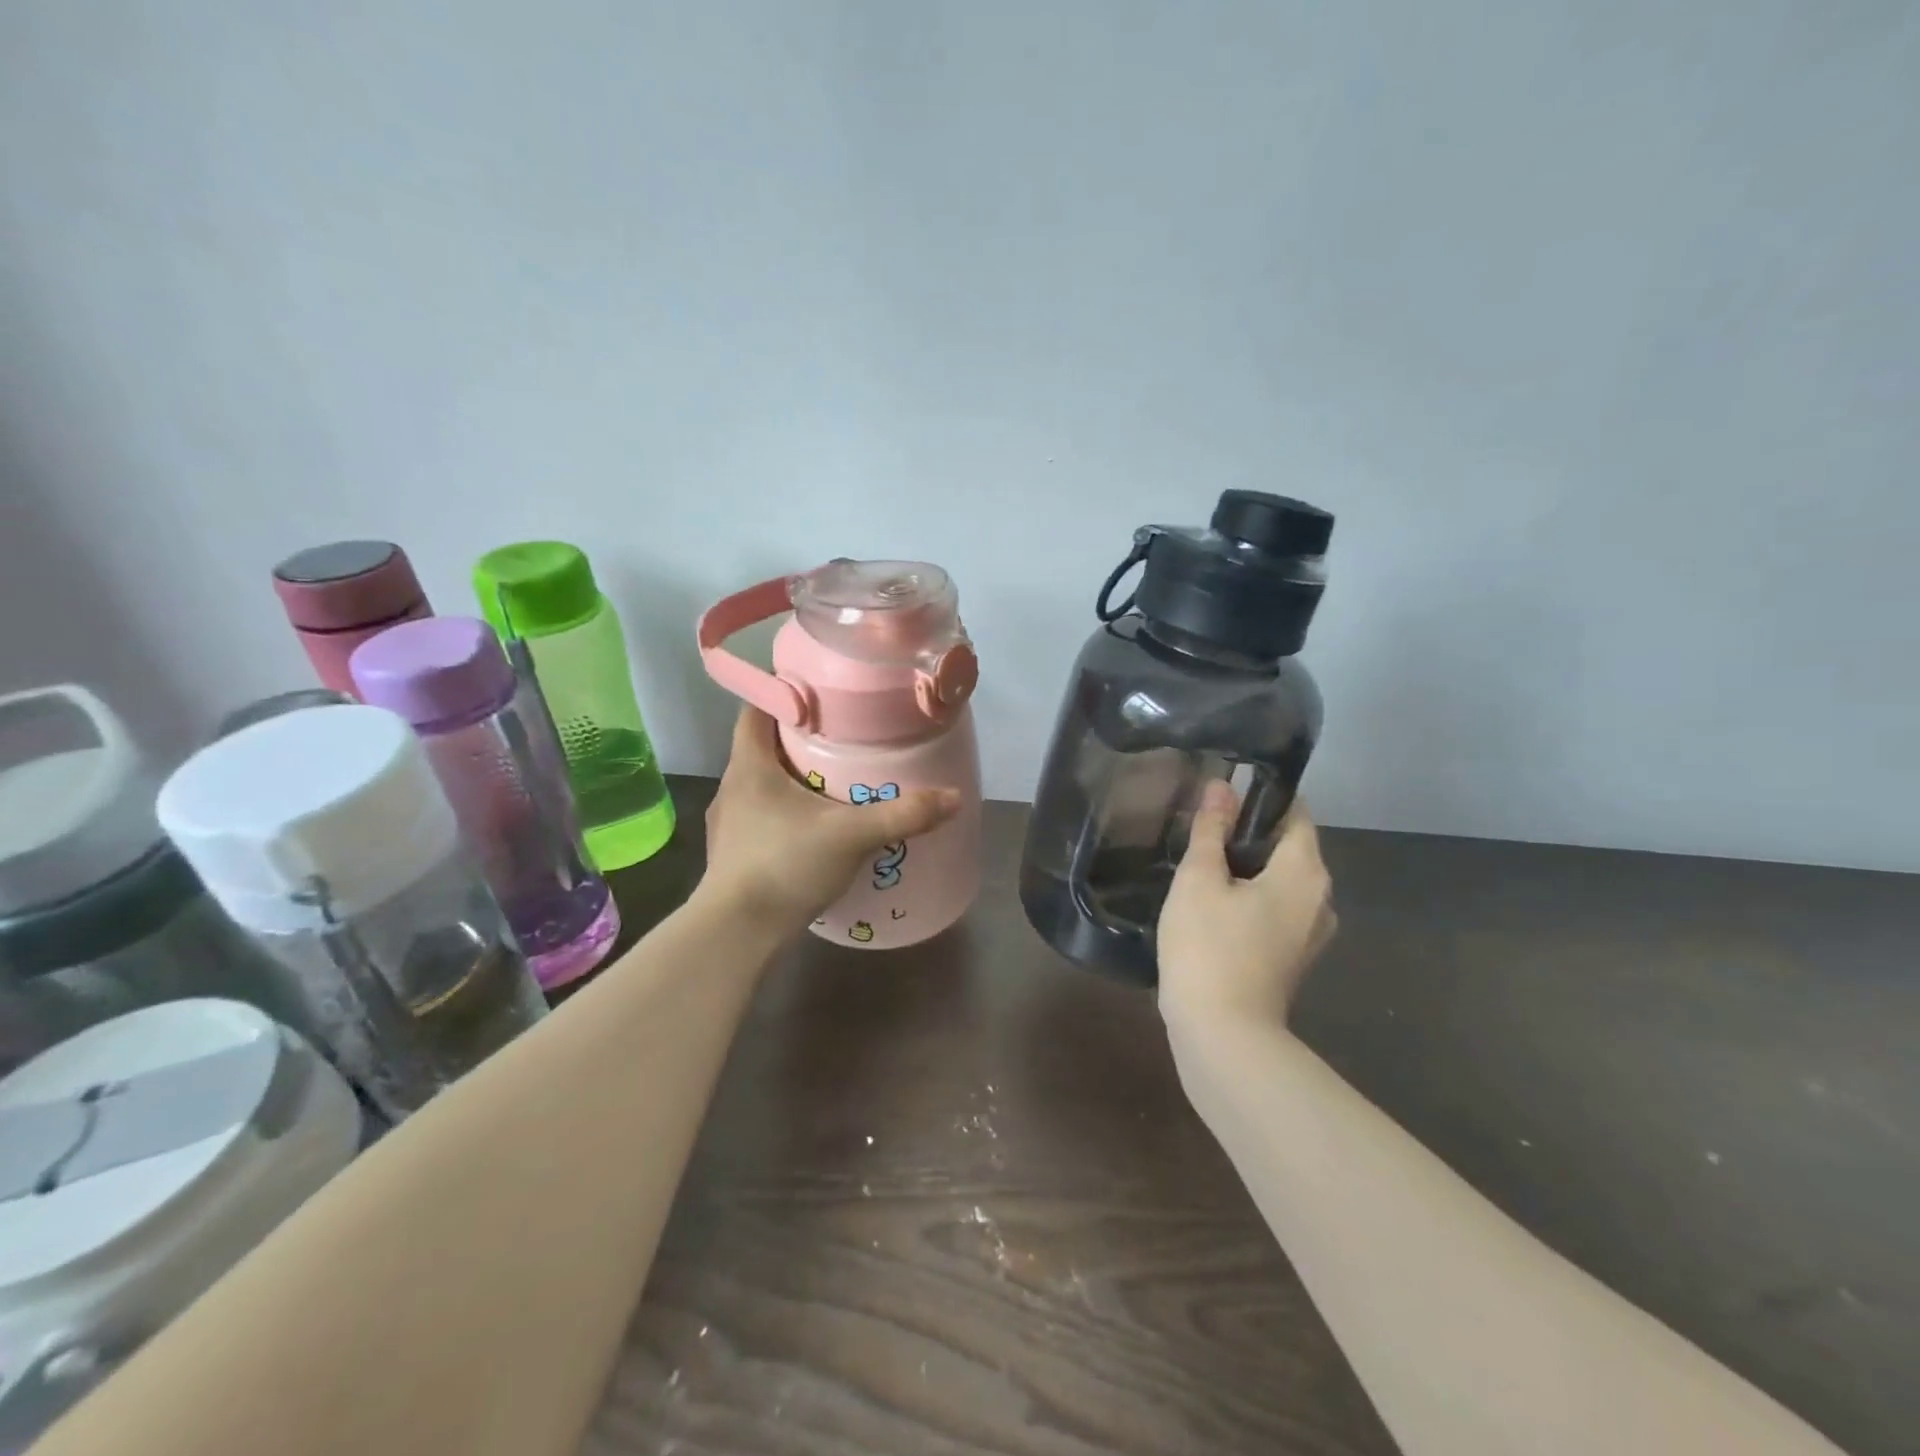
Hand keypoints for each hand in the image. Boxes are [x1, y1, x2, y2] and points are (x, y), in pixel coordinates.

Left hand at [702, 706, 960, 932]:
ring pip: (762, 785)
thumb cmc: (784, 865)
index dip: (783, 695)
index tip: (819, 694)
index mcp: (749, 766)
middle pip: (762, 747)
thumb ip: (902, 815)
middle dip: (799, 740)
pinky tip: (813, 830)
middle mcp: (732, 787)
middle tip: (841, 738)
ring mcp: (728, 824)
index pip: (756, 710)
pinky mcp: (733, 855)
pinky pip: (762, 818)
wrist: (736, 934)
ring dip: (792, 779)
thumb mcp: (851, 836)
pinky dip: (786, 814)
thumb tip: (953, 797)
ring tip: (833, 784)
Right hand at [1157, 781, 1336, 1027]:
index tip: (1222, 793)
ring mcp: (1311, 931)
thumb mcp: (1199, 879)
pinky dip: (1252, 896)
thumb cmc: (1208, 947)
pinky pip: (1278, 908)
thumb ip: (1210, 829)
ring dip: (1248, 867)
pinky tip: (1214, 902)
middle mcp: (1320, 897)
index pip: (1295, 813)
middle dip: (1249, 832)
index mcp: (1305, 871)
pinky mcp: (1295, 956)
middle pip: (1290, 846)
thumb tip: (1220, 786)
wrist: (1222, 1034)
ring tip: (1203, 862)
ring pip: (1282, 879)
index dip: (1260, 797)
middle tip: (1202, 827)